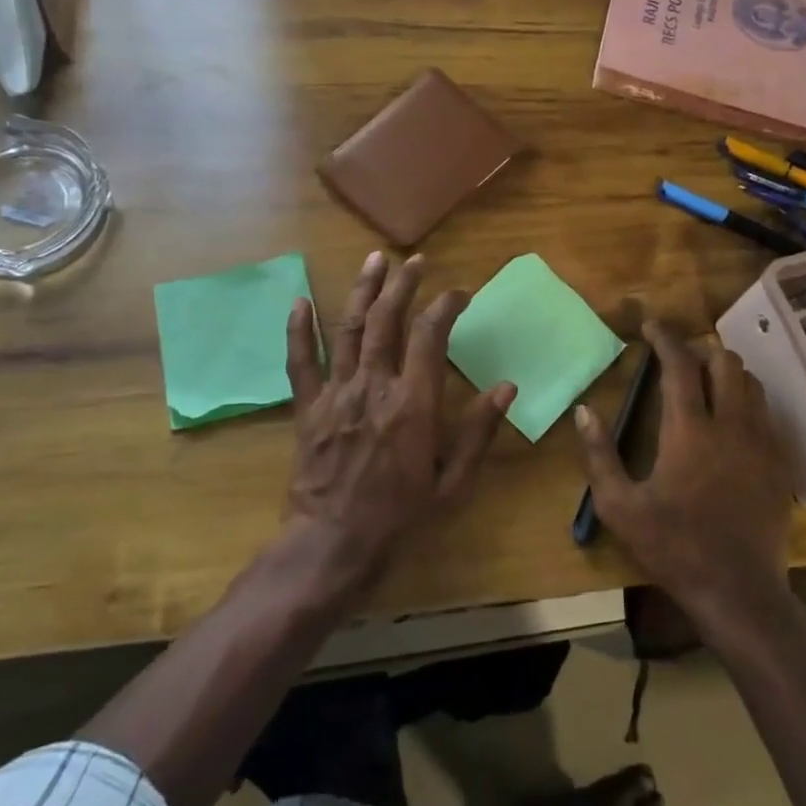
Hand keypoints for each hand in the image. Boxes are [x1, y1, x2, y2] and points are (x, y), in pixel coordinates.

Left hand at [282, 251, 514, 591]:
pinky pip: (300, 362)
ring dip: (363, 290)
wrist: (334, 545)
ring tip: (374, 260)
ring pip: (349, 329)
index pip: (430, 335)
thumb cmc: (401, 517)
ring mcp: (337, 393)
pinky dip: (299, 330)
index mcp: (414, 403)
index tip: (459, 293)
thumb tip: (506, 387)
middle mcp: (374, 385)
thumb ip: (478, 431)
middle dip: (403, 284)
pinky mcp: (309, 408)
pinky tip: (300, 300)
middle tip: (415, 261)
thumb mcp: (453, 483)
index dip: (446, 306)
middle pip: (388, 320)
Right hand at [574, 320, 793, 623]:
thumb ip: (599, 455)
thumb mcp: (619, 507)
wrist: (737, 591)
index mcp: (689, 431)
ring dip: (726, 373)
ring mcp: (761, 443)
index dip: (664, 337)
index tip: (650, 324)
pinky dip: (746, 401)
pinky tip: (730, 421)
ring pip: (751, 383)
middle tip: (676, 360)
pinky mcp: (778, 463)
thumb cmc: (672, 547)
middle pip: (724, 362)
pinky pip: (766, 413)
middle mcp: (731, 425)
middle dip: (699, 350)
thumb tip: (584, 411)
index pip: (679, 365)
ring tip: (704, 384)